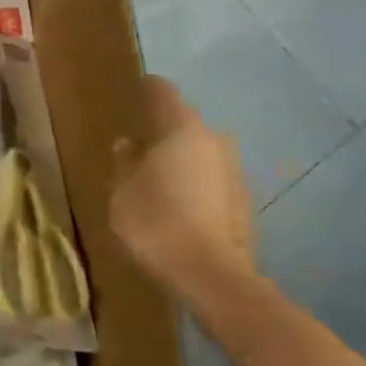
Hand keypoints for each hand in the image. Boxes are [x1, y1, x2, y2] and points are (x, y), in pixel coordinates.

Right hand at [110, 77, 255, 310]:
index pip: (163, 92)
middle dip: (162, 131)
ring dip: (180, 161)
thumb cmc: (156, 222)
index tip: (132, 92)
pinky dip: (194, 186)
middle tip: (138, 146)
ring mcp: (234, 171)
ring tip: (156, 180)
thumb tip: (128, 144)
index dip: (146, 89)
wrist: (212, 276)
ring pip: (200, 154)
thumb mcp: (122, 191)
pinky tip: (177, 208)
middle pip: (184, 124)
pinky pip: (211, 181)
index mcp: (182, 129)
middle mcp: (214, 140)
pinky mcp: (244, 202)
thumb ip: (124, 162)